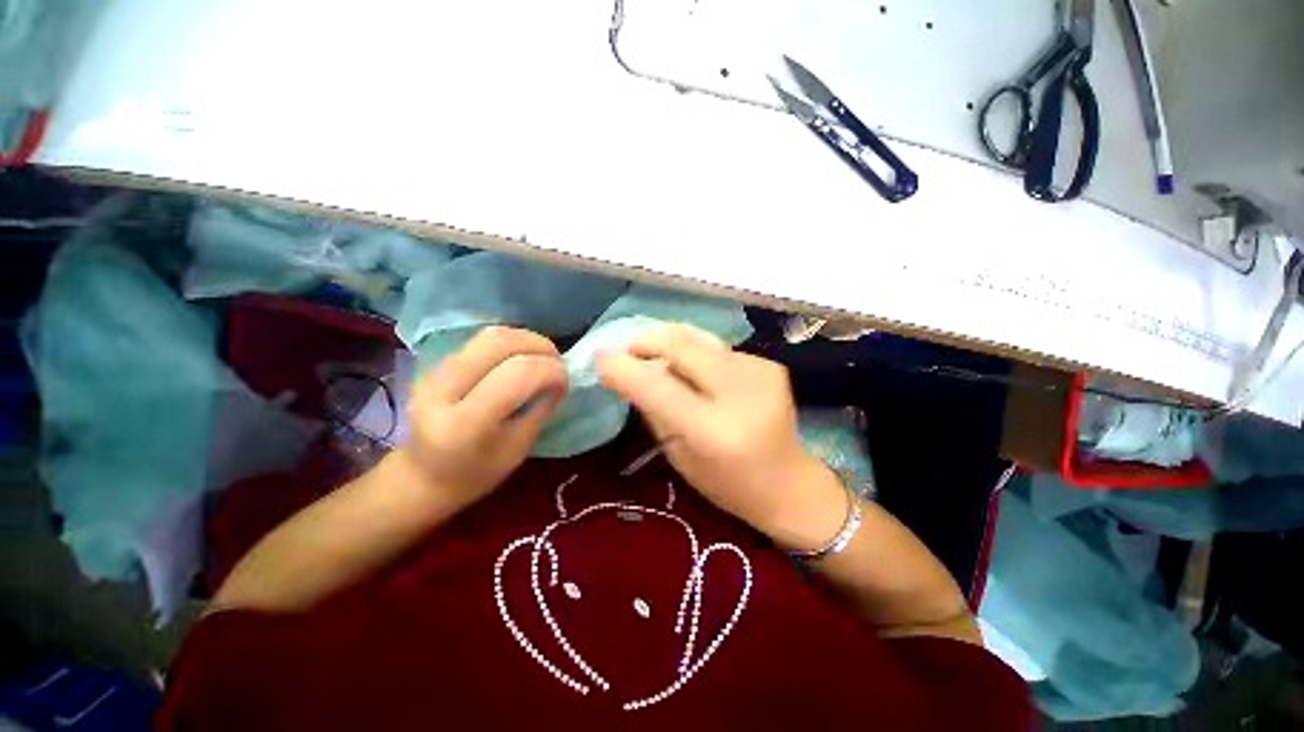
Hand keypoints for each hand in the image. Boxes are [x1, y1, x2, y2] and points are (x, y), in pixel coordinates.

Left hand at [403, 327, 566, 507]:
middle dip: (540, 346)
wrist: (422, 478)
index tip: (565, 382)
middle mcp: (442, 391)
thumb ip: (541, 408)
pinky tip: (522, 358)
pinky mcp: (435, 365)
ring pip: (490, 336)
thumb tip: (561, 377)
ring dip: (526, 340)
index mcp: (464, 424)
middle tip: (558, 362)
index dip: (550, 371)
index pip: (517, 374)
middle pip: (500, 343)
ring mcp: (433, 373)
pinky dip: (511, 343)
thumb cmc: (476, 474)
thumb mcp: (518, 449)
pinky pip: (480, 341)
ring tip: (544, 357)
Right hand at [596, 324, 835, 536]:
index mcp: (714, 431)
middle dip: (646, 340)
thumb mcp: (679, 455)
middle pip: (682, 346)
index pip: (658, 387)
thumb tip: (629, 372)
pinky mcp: (770, 364)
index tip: (601, 357)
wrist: (790, 484)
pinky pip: (718, 349)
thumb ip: (654, 409)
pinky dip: (697, 354)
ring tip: (654, 352)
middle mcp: (740, 394)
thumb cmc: (727, 484)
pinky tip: (696, 370)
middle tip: (628, 349)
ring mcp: (761, 373)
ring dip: (670, 343)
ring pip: (699, 339)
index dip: (624, 368)